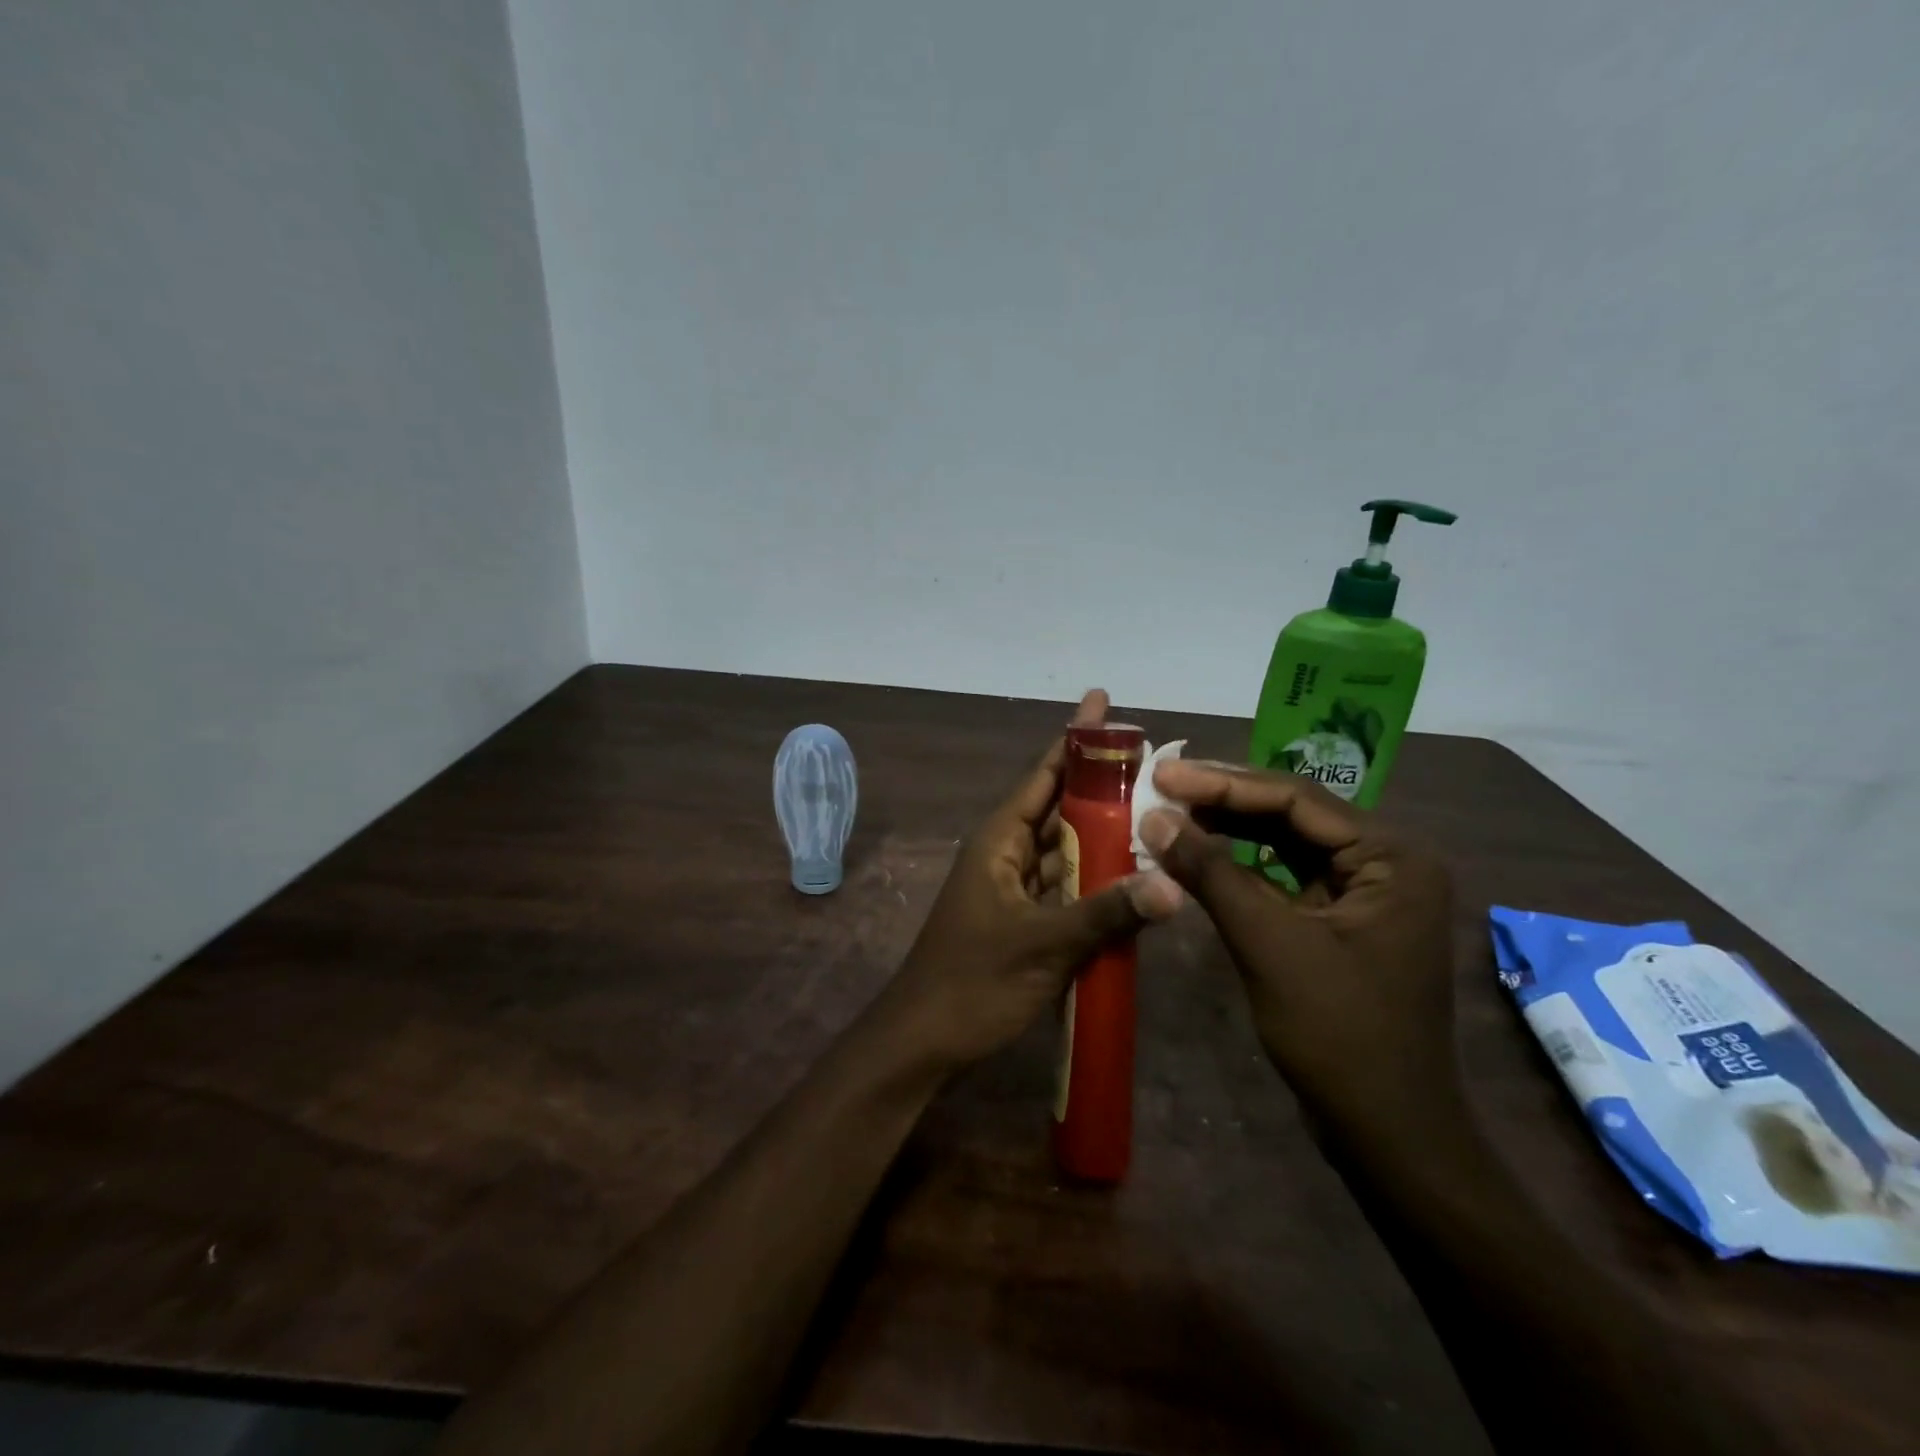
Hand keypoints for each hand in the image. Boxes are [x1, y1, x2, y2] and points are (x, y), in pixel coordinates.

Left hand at [882, 691, 1183, 1073]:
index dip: (1074, 739)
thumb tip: (1175, 886)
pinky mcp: (1024, 919)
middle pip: (1060, 806)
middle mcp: (1006, 853)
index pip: (1043, 775)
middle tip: (1153, 761)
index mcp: (999, 840)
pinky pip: (1066, 886)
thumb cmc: (973, 981)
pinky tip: (1134, 875)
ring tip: (1155, 811)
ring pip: (1066, 848)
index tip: (1103, 703)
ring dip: (1103, 833)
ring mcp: (1014, 888)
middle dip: (1101, 784)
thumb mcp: (1043, 945)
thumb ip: (1108, 913)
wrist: (925, 1039)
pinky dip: (1096, 878)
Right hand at [1139, 763, 1455, 1131]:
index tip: (1163, 774)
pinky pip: (1286, 875)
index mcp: (1391, 855)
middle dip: (1223, 800)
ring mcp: (1366, 891)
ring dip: (1228, 829)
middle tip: (1160, 785)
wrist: (1388, 1132)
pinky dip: (1240, 866)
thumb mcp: (1268, 943)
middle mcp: (1386, 860)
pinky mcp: (1343, 918)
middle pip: (1292, 813)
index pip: (1296, 798)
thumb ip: (1211, 873)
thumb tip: (1153, 817)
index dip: (1222, 783)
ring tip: (1169, 812)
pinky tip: (1198, 855)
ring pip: (1286, 842)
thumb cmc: (1338, 1033)